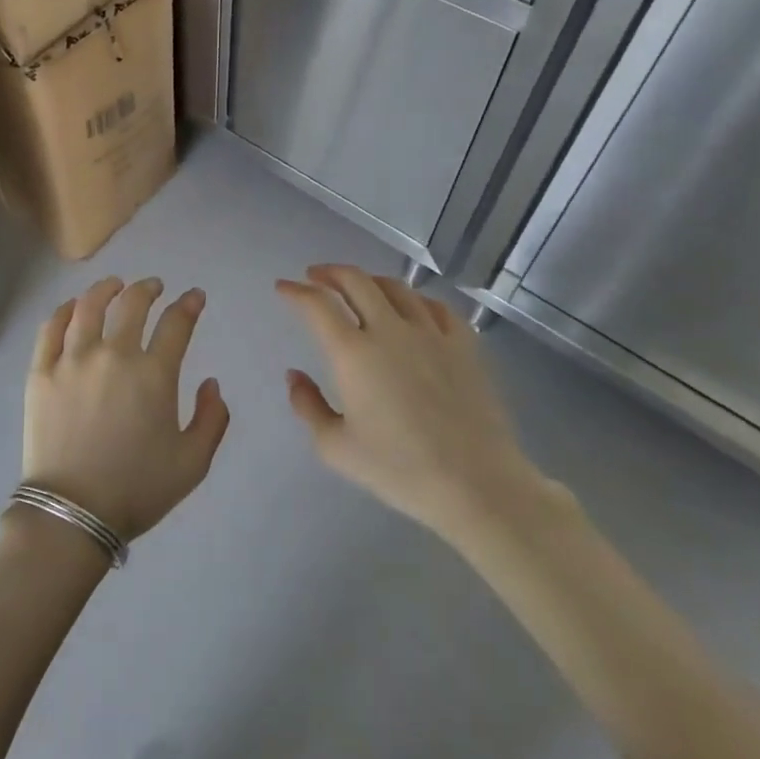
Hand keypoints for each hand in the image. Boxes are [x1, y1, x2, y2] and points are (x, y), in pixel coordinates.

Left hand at [22, 276, 229, 542]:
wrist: (73, 513)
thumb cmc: (137, 490)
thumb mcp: (193, 464)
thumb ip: (212, 419)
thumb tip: (210, 383)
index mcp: (153, 375)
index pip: (176, 323)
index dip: (189, 304)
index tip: (194, 296)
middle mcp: (113, 355)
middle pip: (132, 304)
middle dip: (148, 288)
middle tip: (153, 286)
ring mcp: (73, 360)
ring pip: (88, 306)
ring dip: (106, 289)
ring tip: (114, 285)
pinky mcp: (41, 372)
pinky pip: (51, 328)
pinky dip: (64, 310)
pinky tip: (72, 307)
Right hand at [277, 265, 555, 551]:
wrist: (477, 485)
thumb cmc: (399, 470)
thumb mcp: (336, 448)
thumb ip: (307, 406)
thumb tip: (294, 375)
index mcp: (353, 353)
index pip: (317, 305)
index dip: (295, 291)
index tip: (283, 287)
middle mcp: (389, 330)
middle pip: (355, 281)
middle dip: (329, 273)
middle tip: (315, 276)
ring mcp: (431, 334)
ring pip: (396, 287)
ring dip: (369, 280)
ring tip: (359, 287)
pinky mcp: (464, 345)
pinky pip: (436, 306)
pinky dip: (415, 299)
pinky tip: (412, 308)